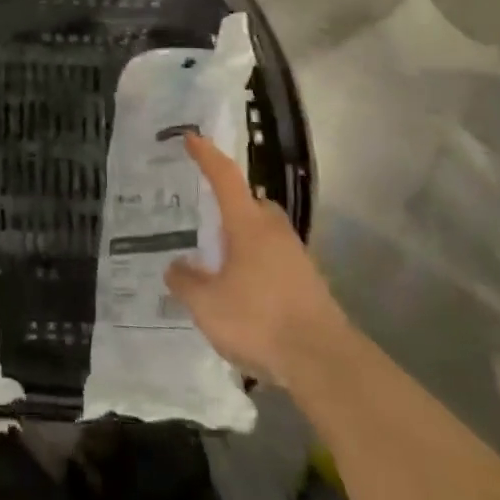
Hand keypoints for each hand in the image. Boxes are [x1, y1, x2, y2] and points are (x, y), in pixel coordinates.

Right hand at [165, 132, 346, 388]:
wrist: (324, 362)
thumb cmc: (259, 320)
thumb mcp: (207, 305)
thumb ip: (186, 282)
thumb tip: (175, 266)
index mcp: (248, 224)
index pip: (225, 177)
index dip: (207, 155)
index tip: (192, 137)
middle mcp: (274, 230)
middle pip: (251, 203)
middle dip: (231, 205)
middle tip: (207, 218)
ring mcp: (296, 256)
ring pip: (265, 233)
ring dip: (245, 239)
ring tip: (221, 262)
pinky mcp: (309, 283)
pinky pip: (275, 260)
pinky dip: (258, 266)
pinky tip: (245, 292)